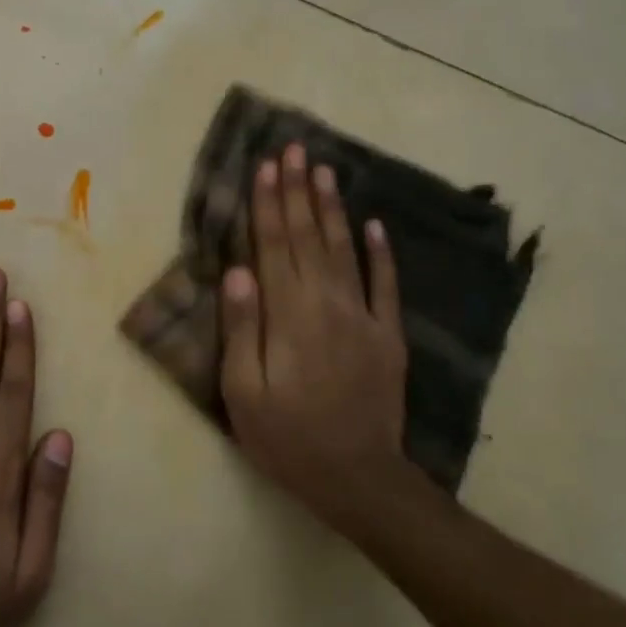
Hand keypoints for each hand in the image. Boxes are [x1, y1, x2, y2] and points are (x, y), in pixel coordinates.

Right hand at [220, 143, 408, 534]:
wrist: (358, 478)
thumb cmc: (287, 438)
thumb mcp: (244, 392)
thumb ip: (242, 329)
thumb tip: (238, 271)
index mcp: (288, 316)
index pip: (273, 246)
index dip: (268, 203)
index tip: (266, 165)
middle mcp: (326, 304)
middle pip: (307, 237)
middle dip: (298, 191)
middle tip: (296, 149)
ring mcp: (363, 317)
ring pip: (344, 249)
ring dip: (332, 208)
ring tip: (326, 170)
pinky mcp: (387, 335)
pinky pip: (385, 284)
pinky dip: (380, 251)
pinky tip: (374, 223)